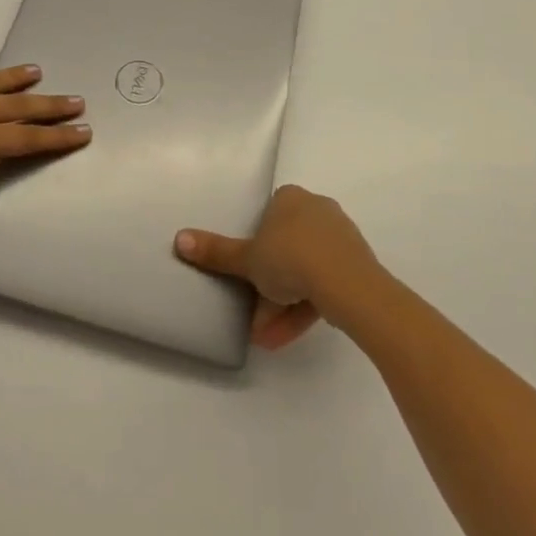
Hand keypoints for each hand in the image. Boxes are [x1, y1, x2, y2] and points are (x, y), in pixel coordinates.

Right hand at [174, 184, 381, 349]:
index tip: (245, 272)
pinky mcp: (356, 266)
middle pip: (286, 247)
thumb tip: (179, 239)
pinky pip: (324, 285)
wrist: (348, 284)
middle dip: (267, 285)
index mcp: (291, 198)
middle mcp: (317, 209)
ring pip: (305, 271)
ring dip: (282, 304)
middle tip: (251, 313)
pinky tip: (284, 337)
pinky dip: (304, 308)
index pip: (268, 216)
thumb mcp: (247, 258)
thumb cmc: (290, 257)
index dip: (255, 244)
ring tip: (265, 337)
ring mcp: (339, 238)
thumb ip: (216, 251)